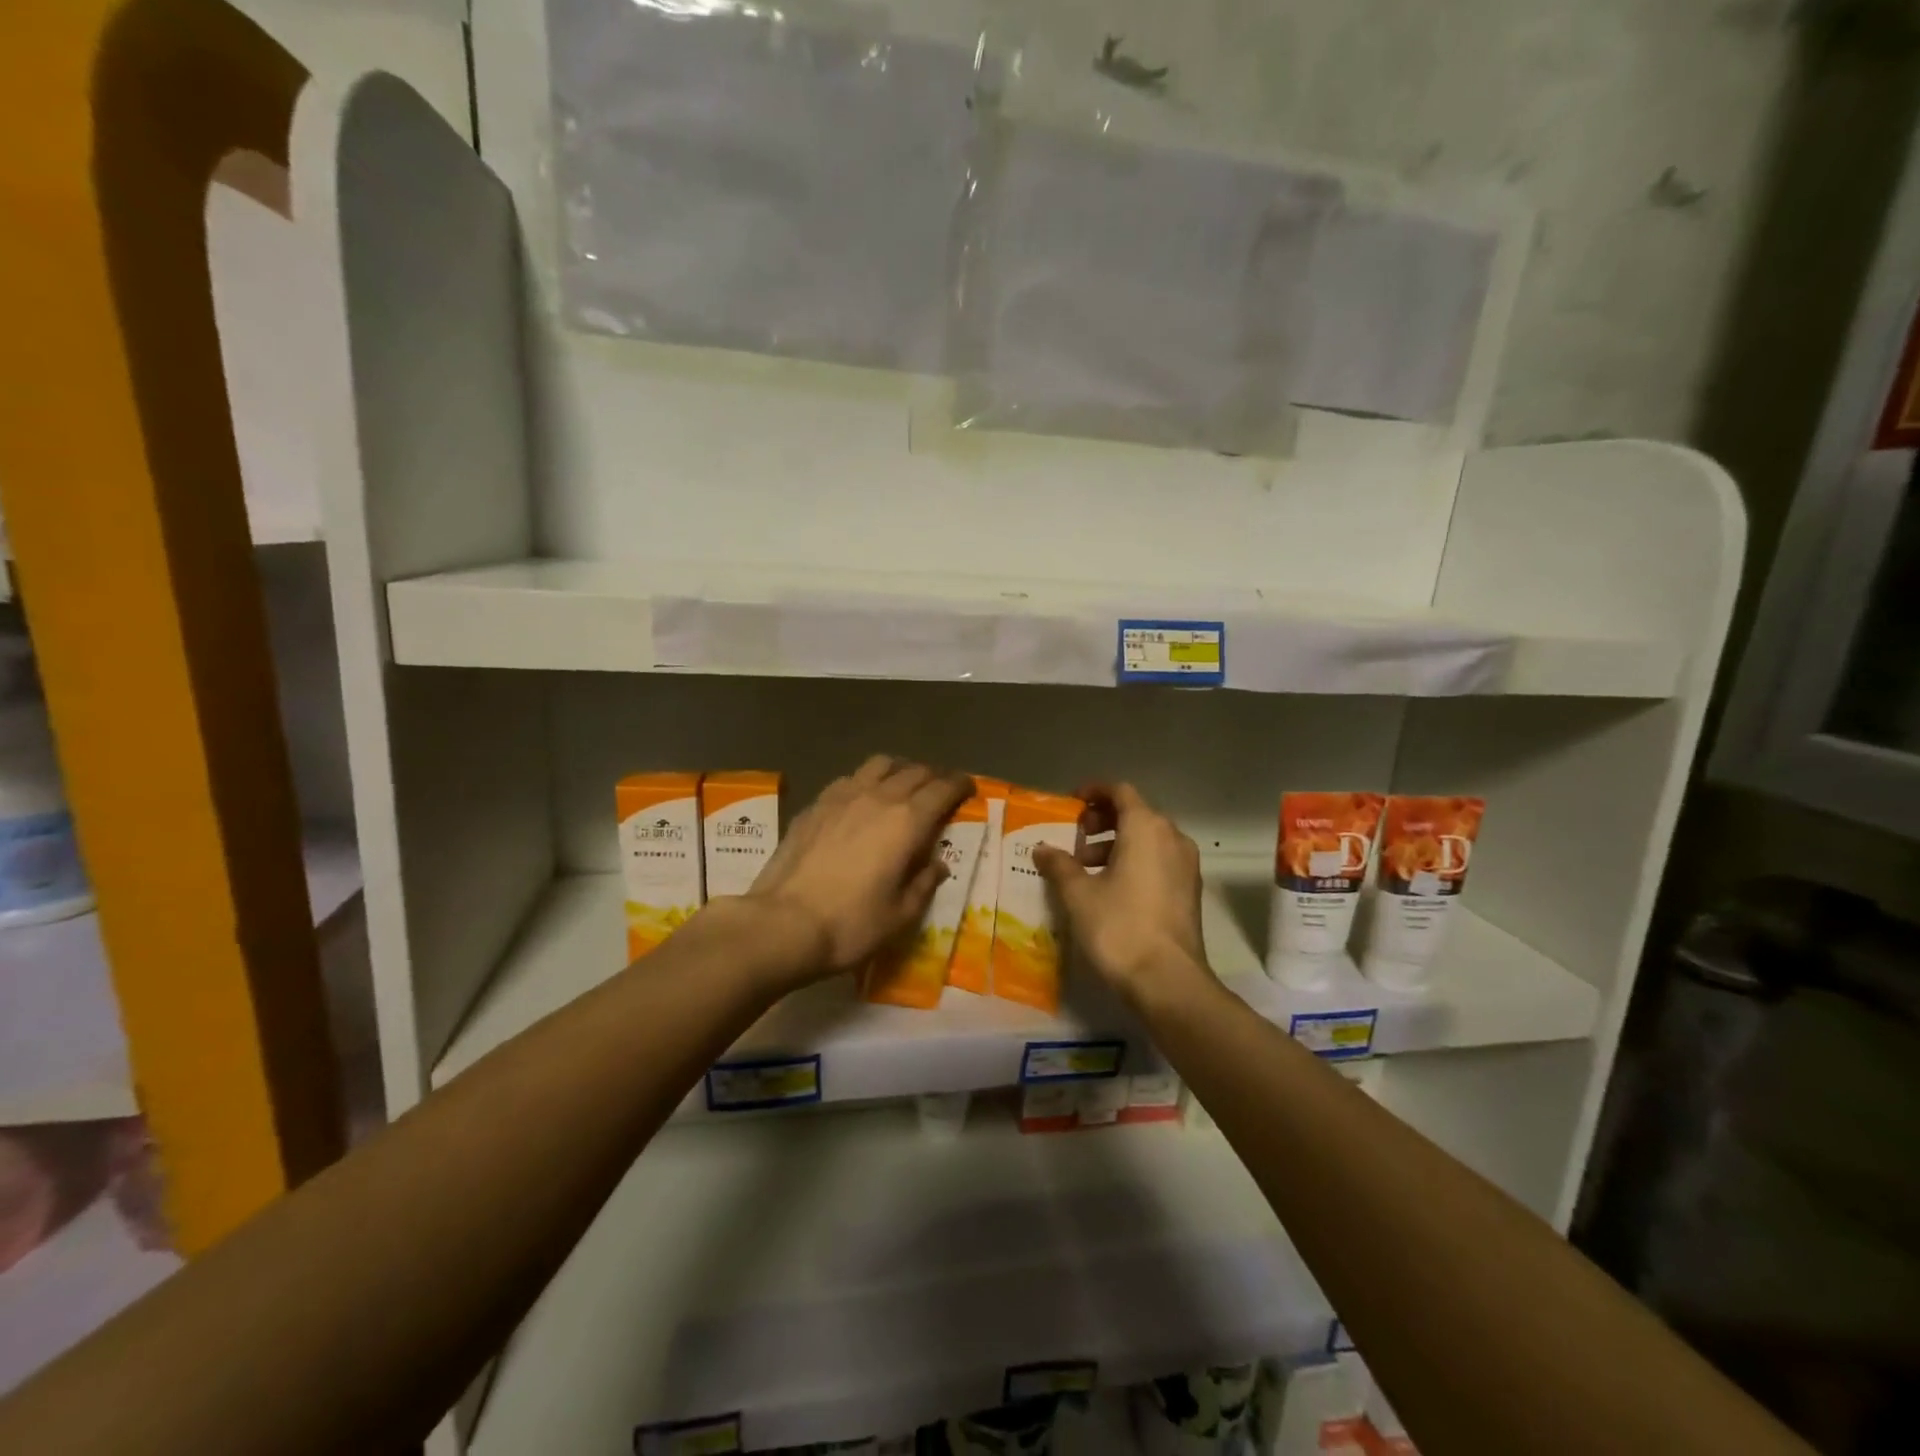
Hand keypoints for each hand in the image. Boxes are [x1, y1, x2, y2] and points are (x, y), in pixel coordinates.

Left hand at [744, 756, 972, 984]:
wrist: (783, 924)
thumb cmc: (851, 925)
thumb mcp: (900, 915)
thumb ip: (924, 883)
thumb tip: (936, 865)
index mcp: (907, 821)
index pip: (942, 789)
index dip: (959, 785)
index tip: (968, 788)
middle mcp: (878, 797)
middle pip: (914, 771)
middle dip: (933, 776)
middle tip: (941, 789)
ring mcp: (842, 796)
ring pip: (879, 765)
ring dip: (899, 770)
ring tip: (903, 785)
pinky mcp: (814, 805)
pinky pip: (849, 779)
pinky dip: (866, 781)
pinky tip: (862, 799)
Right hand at [1033, 782, 1211, 1011]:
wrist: (1168, 981)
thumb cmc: (1119, 927)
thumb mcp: (1078, 894)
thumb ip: (1059, 865)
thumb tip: (1042, 848)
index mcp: (1146, 828)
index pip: (1120, 792)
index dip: (1094, 792)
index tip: (1071, 805)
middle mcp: (1172, 837)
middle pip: (1136, 813)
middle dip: (1103, 821)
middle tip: (1076, 838)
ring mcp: (1186, 865)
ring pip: (1148, 839)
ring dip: (1116, 844)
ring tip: (1086, 869)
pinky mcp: (1190, 891)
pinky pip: (1159, 860)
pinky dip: (1134, 862)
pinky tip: (1111, 889)